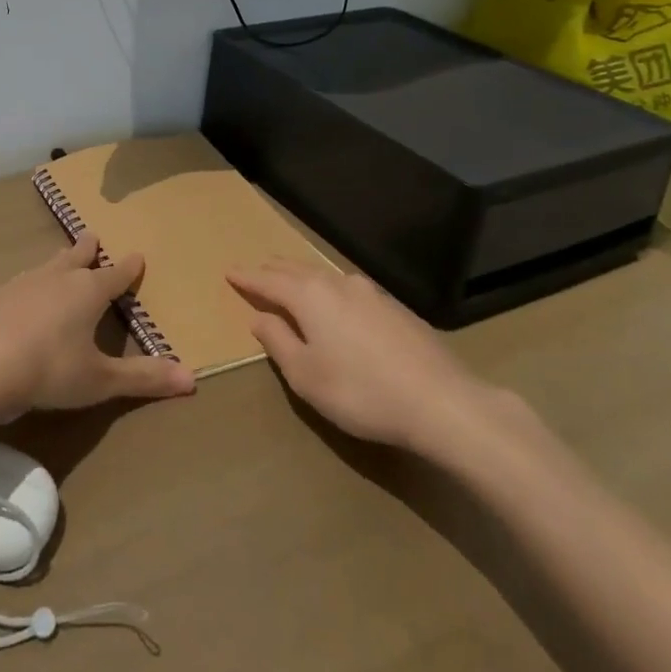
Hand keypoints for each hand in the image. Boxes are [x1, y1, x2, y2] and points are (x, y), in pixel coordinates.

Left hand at [0, 235, 196, 416]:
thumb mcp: (99, 380)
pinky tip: (18, 299)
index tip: (137, 255)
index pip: (115, 275)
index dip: (128, 268)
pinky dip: (25, 289)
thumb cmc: (49, 369)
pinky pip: (16, 286)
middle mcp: (56, 278)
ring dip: (56, 263)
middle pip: (76, 257)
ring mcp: (21, 284)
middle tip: (92, 236)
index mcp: (87, 291)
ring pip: (45, 267)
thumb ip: (143, 378)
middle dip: (87, 249)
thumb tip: (193, 380)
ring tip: (59, 262)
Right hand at [228, 260, 518, 458]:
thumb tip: (260, 317)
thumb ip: (278, 342)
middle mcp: (337, 283)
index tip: (229, 271)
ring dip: (302, 276)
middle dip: (272, 270)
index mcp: (309, 296)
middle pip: (296, 269)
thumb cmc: (360, 391)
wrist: (441, 402)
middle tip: (256, 271)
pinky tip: (335, 302)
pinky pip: (347, 288)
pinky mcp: (394, 306)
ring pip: (324, 275)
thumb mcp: (306, 376)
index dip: (246, 278)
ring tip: (291, 281)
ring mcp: (370, 291)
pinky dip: (328, 289)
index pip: (268, 281)